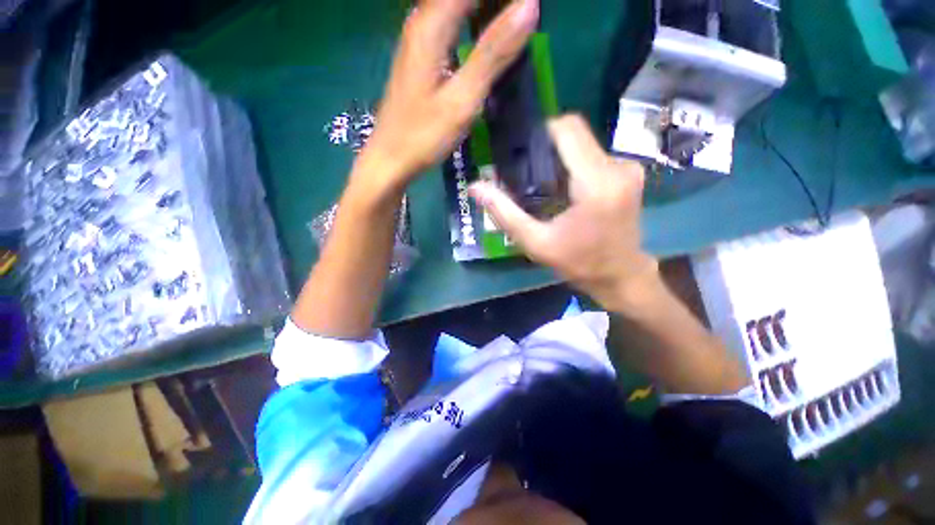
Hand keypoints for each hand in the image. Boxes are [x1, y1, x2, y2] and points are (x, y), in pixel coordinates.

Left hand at [354, 0, 538, 194]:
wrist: (391, 159)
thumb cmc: (424, 135)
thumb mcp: (462, 99)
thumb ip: (493, 54)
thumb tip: (529, 6)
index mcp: (432, 25)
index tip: (530, 6)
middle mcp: (422, 22)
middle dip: (496, 3)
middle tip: (525, 17)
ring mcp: (419, 40)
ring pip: (457, 7)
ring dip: (486, 10)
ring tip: (514, 25)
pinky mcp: (420, 59)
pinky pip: (451, 25)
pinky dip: (473, 25)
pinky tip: (488, 40)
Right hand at [469, 115, 658, 313]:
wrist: (621, 276)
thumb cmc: (578, 263)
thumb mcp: (536, 243)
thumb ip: (505, 213)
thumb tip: (475, 187)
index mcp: (596, 183)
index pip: (568, 129)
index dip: (542, 132)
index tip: (522, 152)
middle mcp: (618, 166)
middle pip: (575, 135)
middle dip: (548, 148)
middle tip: (527, 175)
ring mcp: (628, 168)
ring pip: (583, 146)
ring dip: (560, 160)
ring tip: (544, 187)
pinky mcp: (630, 173)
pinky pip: (594, 157)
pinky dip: (574, 167)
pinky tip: (564, 191)